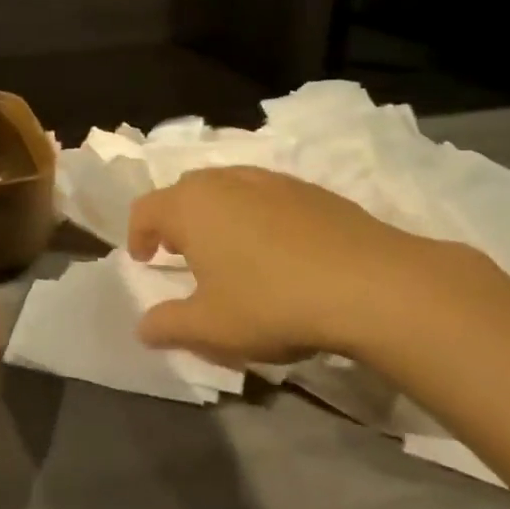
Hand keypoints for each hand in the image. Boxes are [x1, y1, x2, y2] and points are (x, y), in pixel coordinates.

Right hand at [127, 166, 484, 363]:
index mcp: (189, 206)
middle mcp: (224, 181)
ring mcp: (270, 180)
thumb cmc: (271, 302)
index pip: (145, 209)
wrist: (372, 284)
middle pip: (184, 191)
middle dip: (176, 220)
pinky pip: (265, 196)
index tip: (144, 260)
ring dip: (216, 215)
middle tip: (182, 253)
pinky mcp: (311, 189)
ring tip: (230, 250)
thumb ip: (168, 325)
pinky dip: (257, 215)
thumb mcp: (211, 328)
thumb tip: (143, 327)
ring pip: (227, 189)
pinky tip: (279, 251)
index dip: (137, 234)